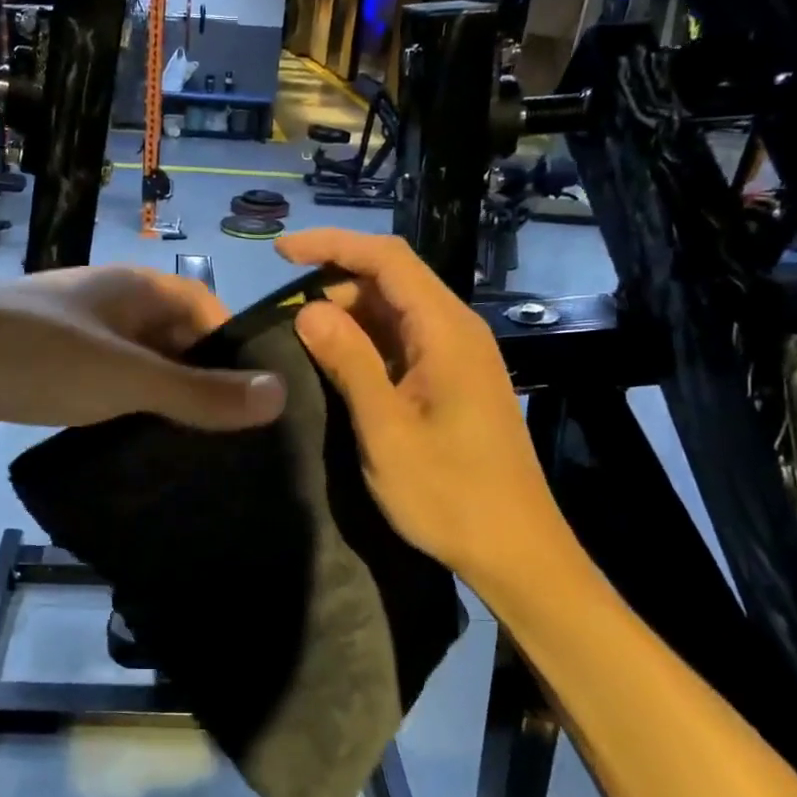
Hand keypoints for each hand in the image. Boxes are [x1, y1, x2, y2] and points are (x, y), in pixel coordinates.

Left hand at [0, 266, 286, 443]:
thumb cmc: (38, 356)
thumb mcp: (128, 376)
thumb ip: (199, 391)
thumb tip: (279, 396)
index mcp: (132, 287)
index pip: (203, 308)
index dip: (231, 348)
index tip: (252, 398)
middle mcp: (105, 303)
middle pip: (170, 337)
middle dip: (197, 378)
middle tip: (226, 433)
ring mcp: (71, 335)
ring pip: (133, 365)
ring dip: (158, 398)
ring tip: (188, 447)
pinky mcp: (42, 369)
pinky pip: (99, 386)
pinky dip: (119, 410)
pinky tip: (129, 446)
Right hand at [278, 229, 565, 581]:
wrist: (516, 550)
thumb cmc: (450, 493)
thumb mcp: (385, 429)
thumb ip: (348, 362)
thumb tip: (307, 309)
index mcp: (446, 331)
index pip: (387, 259)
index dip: (332, 245)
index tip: (280, 252)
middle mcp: (457, 332)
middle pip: (392, 281)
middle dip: (335, 284)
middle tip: (285, 317)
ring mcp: (459, 358)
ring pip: (397, 313)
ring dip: (349, 316)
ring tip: (302, 341)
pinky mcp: (455, 382)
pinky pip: (406, 343)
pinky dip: (368, 343)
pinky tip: (338, 366)